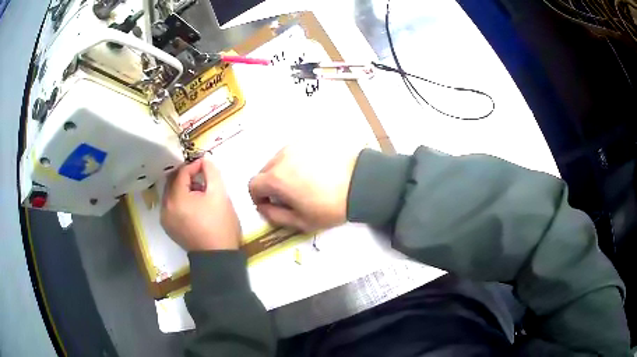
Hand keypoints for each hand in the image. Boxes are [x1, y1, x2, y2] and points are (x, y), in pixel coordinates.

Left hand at [161, 156, 241, 250]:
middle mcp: (165, 207)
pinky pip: (171, 205)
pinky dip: (179, 199)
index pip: (181, 173)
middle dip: (187, 176)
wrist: (218, 257)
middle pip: (173, 182)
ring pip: (171, 193)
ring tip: (199, 191)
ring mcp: (165, 219)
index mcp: (176, 199)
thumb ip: (212, 172)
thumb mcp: (220, 195)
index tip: (206, 164)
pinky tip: (193, 204)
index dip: (194, 166)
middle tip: (202, 176)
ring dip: (183, 187)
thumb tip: (205, 160)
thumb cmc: (220, 225)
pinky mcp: (168, 227)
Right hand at [248, 144, 360, 231]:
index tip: (269, 203)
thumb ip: (274, 215)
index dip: (258, 196)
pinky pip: (296, 151)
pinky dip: (298, 161)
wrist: (362, 183)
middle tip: (288, 195)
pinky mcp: (312, 140)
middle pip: (266, 170)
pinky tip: (315, 170)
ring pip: (280, 159)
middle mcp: (282, 156)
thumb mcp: (301, 221)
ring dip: (283, 171)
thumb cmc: (330, 207)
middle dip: (270, 184)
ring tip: (303, 181)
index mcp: (276, 178)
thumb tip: (262, 207)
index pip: (253, 184)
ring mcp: (297, 145)